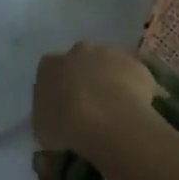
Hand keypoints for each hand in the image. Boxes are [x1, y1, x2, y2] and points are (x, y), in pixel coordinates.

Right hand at [32, 41, 161, 158]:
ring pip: (110, 65)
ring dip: (111, 81)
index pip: (51, 71)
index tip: (64, 105)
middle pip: (82, 61)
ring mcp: (110, 53)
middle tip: (91, 104)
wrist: (106, 120)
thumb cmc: (65, 125)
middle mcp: (78, 51)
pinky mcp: (136, 64)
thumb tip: (54, 116)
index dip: (59, 87)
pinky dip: (136, 89)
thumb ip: (46, 115)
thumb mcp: (42, 128)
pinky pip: (135, 76)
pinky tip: (135, 110)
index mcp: (50, 65)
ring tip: (116, 110)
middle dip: (86, 77)